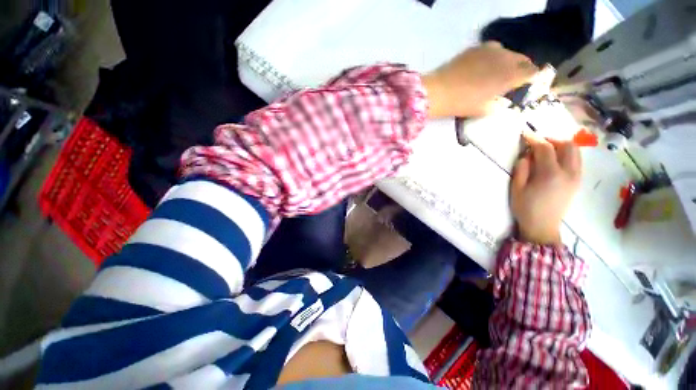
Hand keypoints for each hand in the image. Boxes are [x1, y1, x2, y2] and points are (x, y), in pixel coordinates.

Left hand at [422, 42, 537, 117]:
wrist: (439, 91)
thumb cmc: (462, 104)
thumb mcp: (482, 110)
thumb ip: (497, 106)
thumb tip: (502, 103)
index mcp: (510, 76)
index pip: (532, 72)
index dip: (532, 78)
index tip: (527, 83)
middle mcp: (505, 59)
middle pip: (523, 59)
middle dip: (522, 68)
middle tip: (514, 78)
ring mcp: (490, 50)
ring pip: (508, 53)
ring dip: (508, 61)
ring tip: (498, 71)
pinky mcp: (476, 48)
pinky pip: (492, 49)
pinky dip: (493, 56)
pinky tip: (484, 65)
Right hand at [511, 132, 581, 244]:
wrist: (543, 226)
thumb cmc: (525, 208)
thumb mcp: (517, 188)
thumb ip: (522, 168)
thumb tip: (527, 155)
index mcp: (550, 175)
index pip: (545, 148)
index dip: (535, 139)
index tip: (525, 134)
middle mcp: (568, 173)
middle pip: (567, 145)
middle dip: (552, 139)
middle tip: (538, 142)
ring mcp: (576, 177)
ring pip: (575, 151)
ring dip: (561, 145)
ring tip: (546, 149)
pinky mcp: (577, 181)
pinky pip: (576, 160)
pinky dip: (566, 154)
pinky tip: (554, 159)